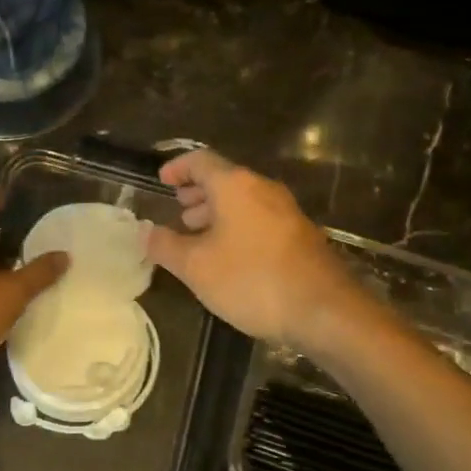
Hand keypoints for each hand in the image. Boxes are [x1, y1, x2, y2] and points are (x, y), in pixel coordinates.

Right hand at [146, 149, 359, 348]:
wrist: (324, 310)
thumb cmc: (251, 280)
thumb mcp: (197, 267)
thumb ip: (166, 246)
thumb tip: (146, 232)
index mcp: (235, 185)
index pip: (201, 161)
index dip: (178, 168)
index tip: (162, 180)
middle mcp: (263, 189)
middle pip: (225, 180)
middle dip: (198, 193)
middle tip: (178, 210)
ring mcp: (286, 211)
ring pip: (243, 201)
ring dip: (217, 212)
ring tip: (197, 234)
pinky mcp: (300, 235)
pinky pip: (259, 219)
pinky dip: (237, 227)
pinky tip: (229, 255)